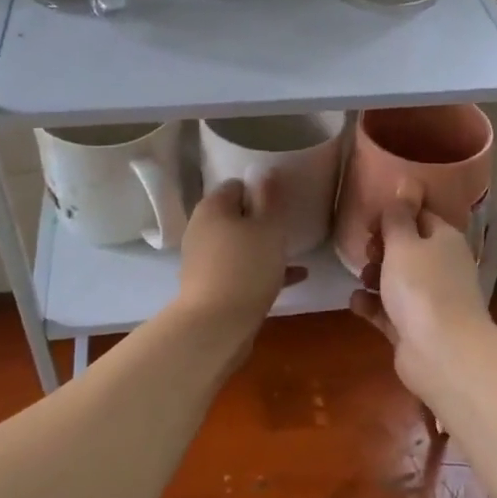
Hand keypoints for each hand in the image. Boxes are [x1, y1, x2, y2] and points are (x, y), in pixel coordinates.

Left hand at [173, 173, 304, 342]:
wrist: (216, 326)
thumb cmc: (246, 267)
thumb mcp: (268, 228)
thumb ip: (269, 198)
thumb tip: (263, 171)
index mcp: (212, 208)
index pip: (236, 185)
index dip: (261, 190)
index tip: (283, 202)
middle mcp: (202, 229)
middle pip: (235, 216)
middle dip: (261, 220)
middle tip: (288, 226)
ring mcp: (203, 260)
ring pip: (239, 245)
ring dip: (263, 247)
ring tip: (294, 252)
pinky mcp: (209, 286)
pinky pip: (240, 270)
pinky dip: (262, 270)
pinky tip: (294, 278)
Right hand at [349, 185, 492, 397]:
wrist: (442, 353)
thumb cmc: (422, 288)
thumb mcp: (404, 243)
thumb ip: (399, 215)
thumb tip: (407, 181)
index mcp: (445, 241)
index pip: (421, 217)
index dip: (394, 215)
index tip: (368, 221)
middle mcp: (441, 268)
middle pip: (407, 249)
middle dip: (382, 249)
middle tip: (366, 252)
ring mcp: (429, 300)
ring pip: (397, 281)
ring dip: (375, 277)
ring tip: (362, 280)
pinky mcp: (414, 329)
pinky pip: (388, 311)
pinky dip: (373, 306)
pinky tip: (356, 303)